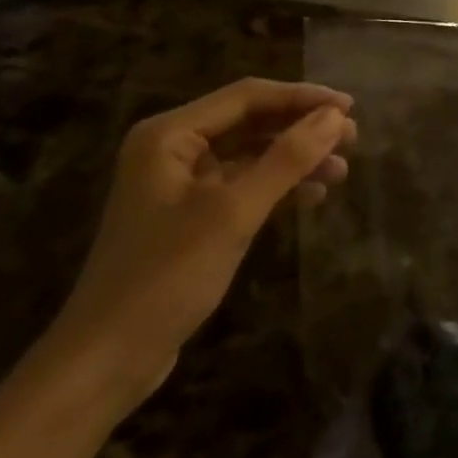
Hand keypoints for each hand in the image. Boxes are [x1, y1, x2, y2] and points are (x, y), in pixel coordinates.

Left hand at [43, 78, 354, 415]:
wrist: (106, 361)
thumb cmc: (166, 277)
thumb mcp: (233, 213)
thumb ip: (287, 159)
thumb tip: (335, 117)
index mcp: (170, 134)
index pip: (248, 97)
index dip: (302, 98)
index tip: (350, 107)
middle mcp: (173, 148)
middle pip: (250, 121)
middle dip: (301, 128)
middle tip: (352, 138)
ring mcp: (180, 183)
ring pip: (250, 154)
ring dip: (294, 159)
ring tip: (341, 170)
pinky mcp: (190, 215)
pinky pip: (242, 185)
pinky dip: (277, 187)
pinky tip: (312, 195)